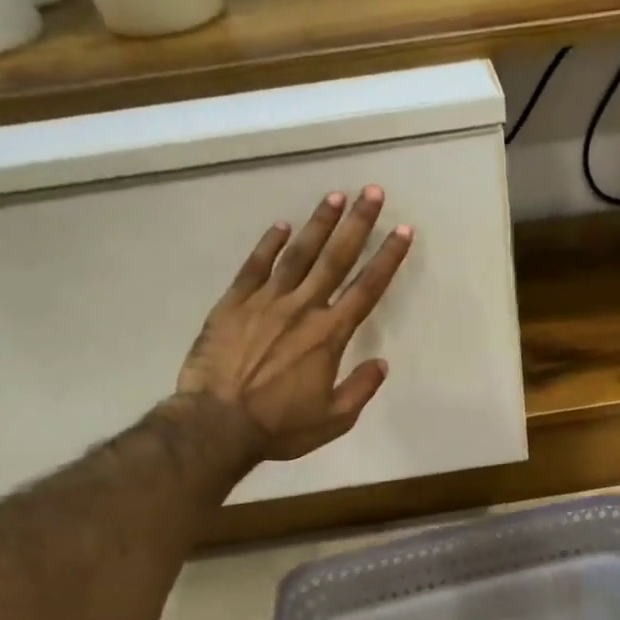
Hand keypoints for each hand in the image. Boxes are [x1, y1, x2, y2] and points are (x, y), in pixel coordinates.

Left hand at [178, 187, 411, 461]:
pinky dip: (268, 245)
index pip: (366, 290)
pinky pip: (254, 267)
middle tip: (372, 193)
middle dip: (358, 224)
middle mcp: (302, 309)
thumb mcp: (333, 420)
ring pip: (297, 255)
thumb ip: (360, 390)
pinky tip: (281, 226)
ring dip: (318, 224)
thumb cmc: (279, 426)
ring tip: (334, 196)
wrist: (216, 424)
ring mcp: (265, 302)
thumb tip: (381, 364)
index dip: (387, 259)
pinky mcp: (233, 304)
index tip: (402, 232)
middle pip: (335, 259)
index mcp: (329, 336)